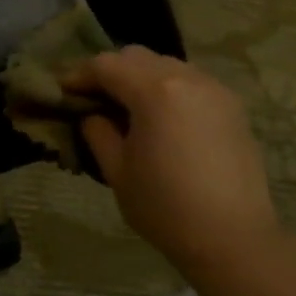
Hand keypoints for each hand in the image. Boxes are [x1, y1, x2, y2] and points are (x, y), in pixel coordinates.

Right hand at [66, 47, 281, 279]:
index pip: (106, 65)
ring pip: (167, 65)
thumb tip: (92, 115)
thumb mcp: (117, 171)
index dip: (79, 75)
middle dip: (110, 71)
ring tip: (127, 108)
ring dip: (141, 77)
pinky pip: (191, 82)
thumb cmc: (165, 207)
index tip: (63, 92)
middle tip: (93, 99)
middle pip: (137, 56)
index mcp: (154, 91)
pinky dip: (168, 89)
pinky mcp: (232, 106)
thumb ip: (98, 132)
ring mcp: (215, 89)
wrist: (233, 238)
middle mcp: (187, 78)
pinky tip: (161, 118)